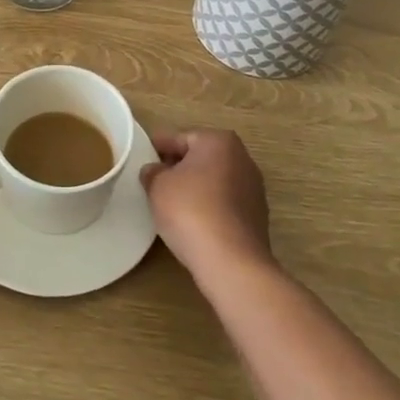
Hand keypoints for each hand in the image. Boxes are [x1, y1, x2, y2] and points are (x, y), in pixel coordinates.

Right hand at [141, 129, 274, 281]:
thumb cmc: (190, 210)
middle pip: (201, 158)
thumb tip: (155, 171)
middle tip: (154, 180)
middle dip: (179, 167)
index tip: (142, 156)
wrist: (231, 261)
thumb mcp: (157, 186)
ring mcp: (253, 188)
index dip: (158, 147)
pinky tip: (192, 222)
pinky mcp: (256, 216)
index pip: (180, 138)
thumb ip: (153, 172)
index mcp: (218, 141)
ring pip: (214, 181)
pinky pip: (224, 203)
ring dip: (195, 188)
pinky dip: (208, 207)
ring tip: (170, 203)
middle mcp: (242, 158)